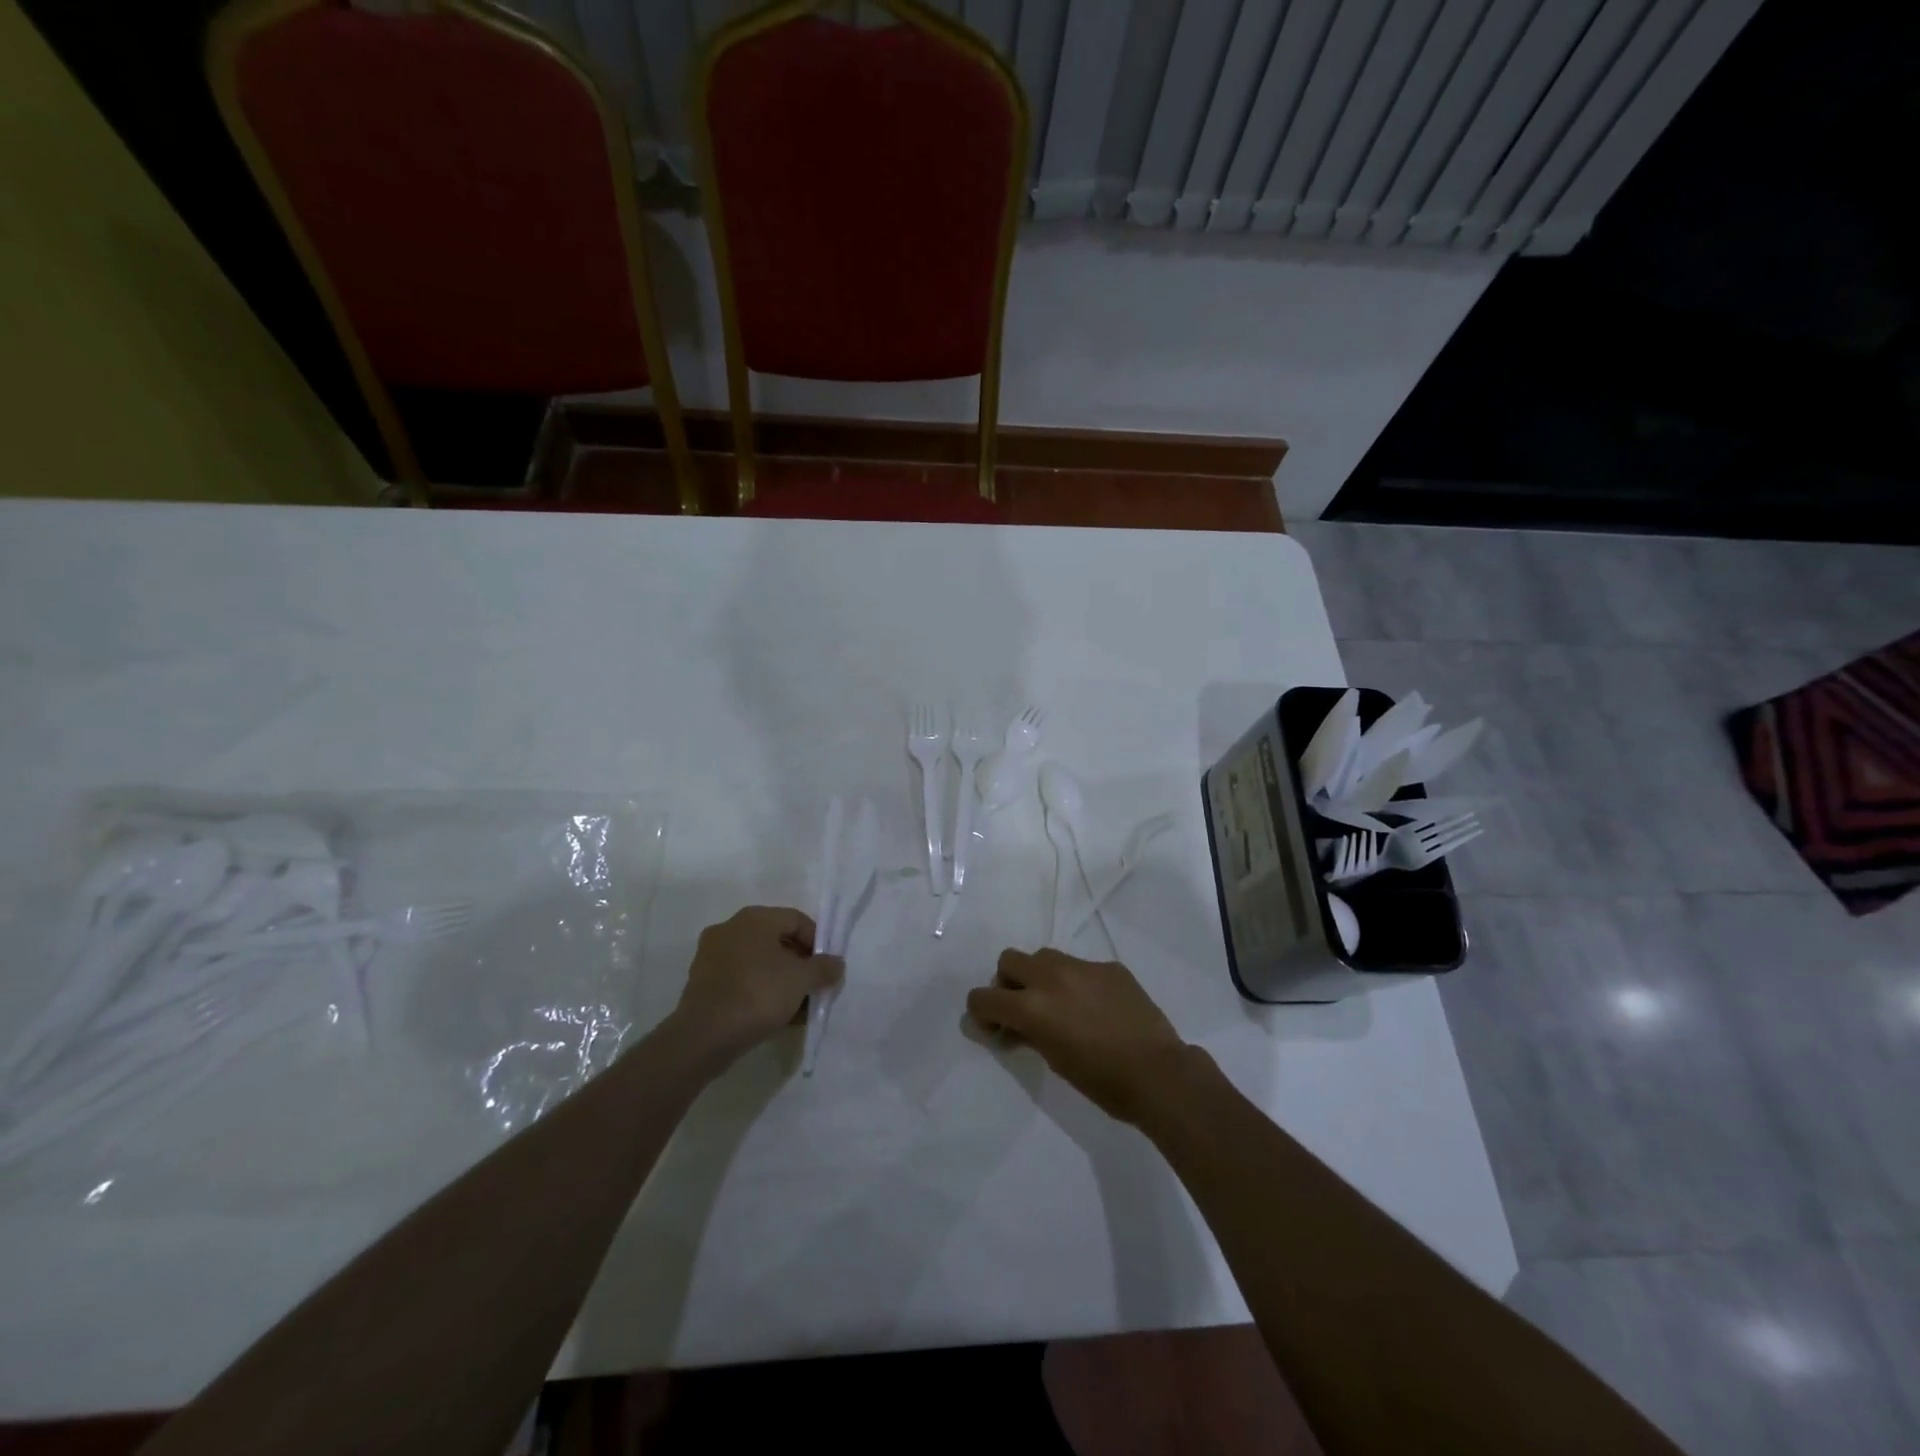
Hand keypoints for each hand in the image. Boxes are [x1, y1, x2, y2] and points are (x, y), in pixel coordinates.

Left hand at [671, 906, 842, 1064]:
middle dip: (799, 964)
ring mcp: (712, 955)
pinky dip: (759, 991)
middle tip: (813, 987)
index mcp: (754, 918)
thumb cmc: (758, 995)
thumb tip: (836, 963)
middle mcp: (730, 928)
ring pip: (758, 962)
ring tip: (796, 1007)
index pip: (797, 920)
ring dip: (780, 980)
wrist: (704, 1037)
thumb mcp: (802, 980)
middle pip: (776, 940)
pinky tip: (773, 1015)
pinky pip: (741, 979)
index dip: (818, 942)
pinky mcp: (702, 982)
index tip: (826, 969)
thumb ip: (824, 968)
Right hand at [967, 949, 1188, 1125]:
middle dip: (1008, 983)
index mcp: (1032, 1005)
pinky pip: (1081, 966)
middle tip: (1022, 1009)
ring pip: (1044, 956)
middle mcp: (1051, 977)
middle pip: (1009, 960)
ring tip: (1059, 1004)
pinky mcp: (1109, 967)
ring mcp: (1082, 967)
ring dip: (1040, 976)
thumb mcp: (1054, 1060)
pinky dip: (1077, 982)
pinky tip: (1096, 1008)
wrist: (1158, 1073)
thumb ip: (1029, 1034)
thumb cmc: (1101, 1080)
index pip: (984, 997)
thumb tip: (1013, 1027)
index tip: (993, 1027)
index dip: (981, 1012)